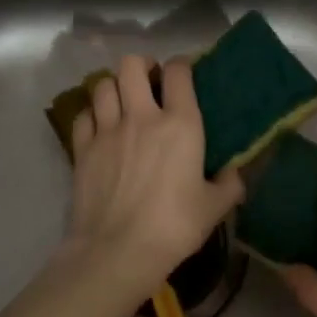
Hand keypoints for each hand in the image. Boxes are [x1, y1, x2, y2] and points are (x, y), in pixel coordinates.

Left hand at [54, 54, 243, 316]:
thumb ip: (229, 184)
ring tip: (123, 101)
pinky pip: (83, 115)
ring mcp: (107, 130)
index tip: (185, 73)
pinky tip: (100, 126)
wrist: (117, 252)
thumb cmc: (173, 227)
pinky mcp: (82, 148)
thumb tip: (234, 173)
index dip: (182, 65)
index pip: (178, 72)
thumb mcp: (214, 208)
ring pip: (102, 84)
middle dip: (142, 66)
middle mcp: (141, 116)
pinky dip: (92, 114)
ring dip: (114, 87)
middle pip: (132, 65)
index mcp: (180, 124)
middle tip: (150, 82)